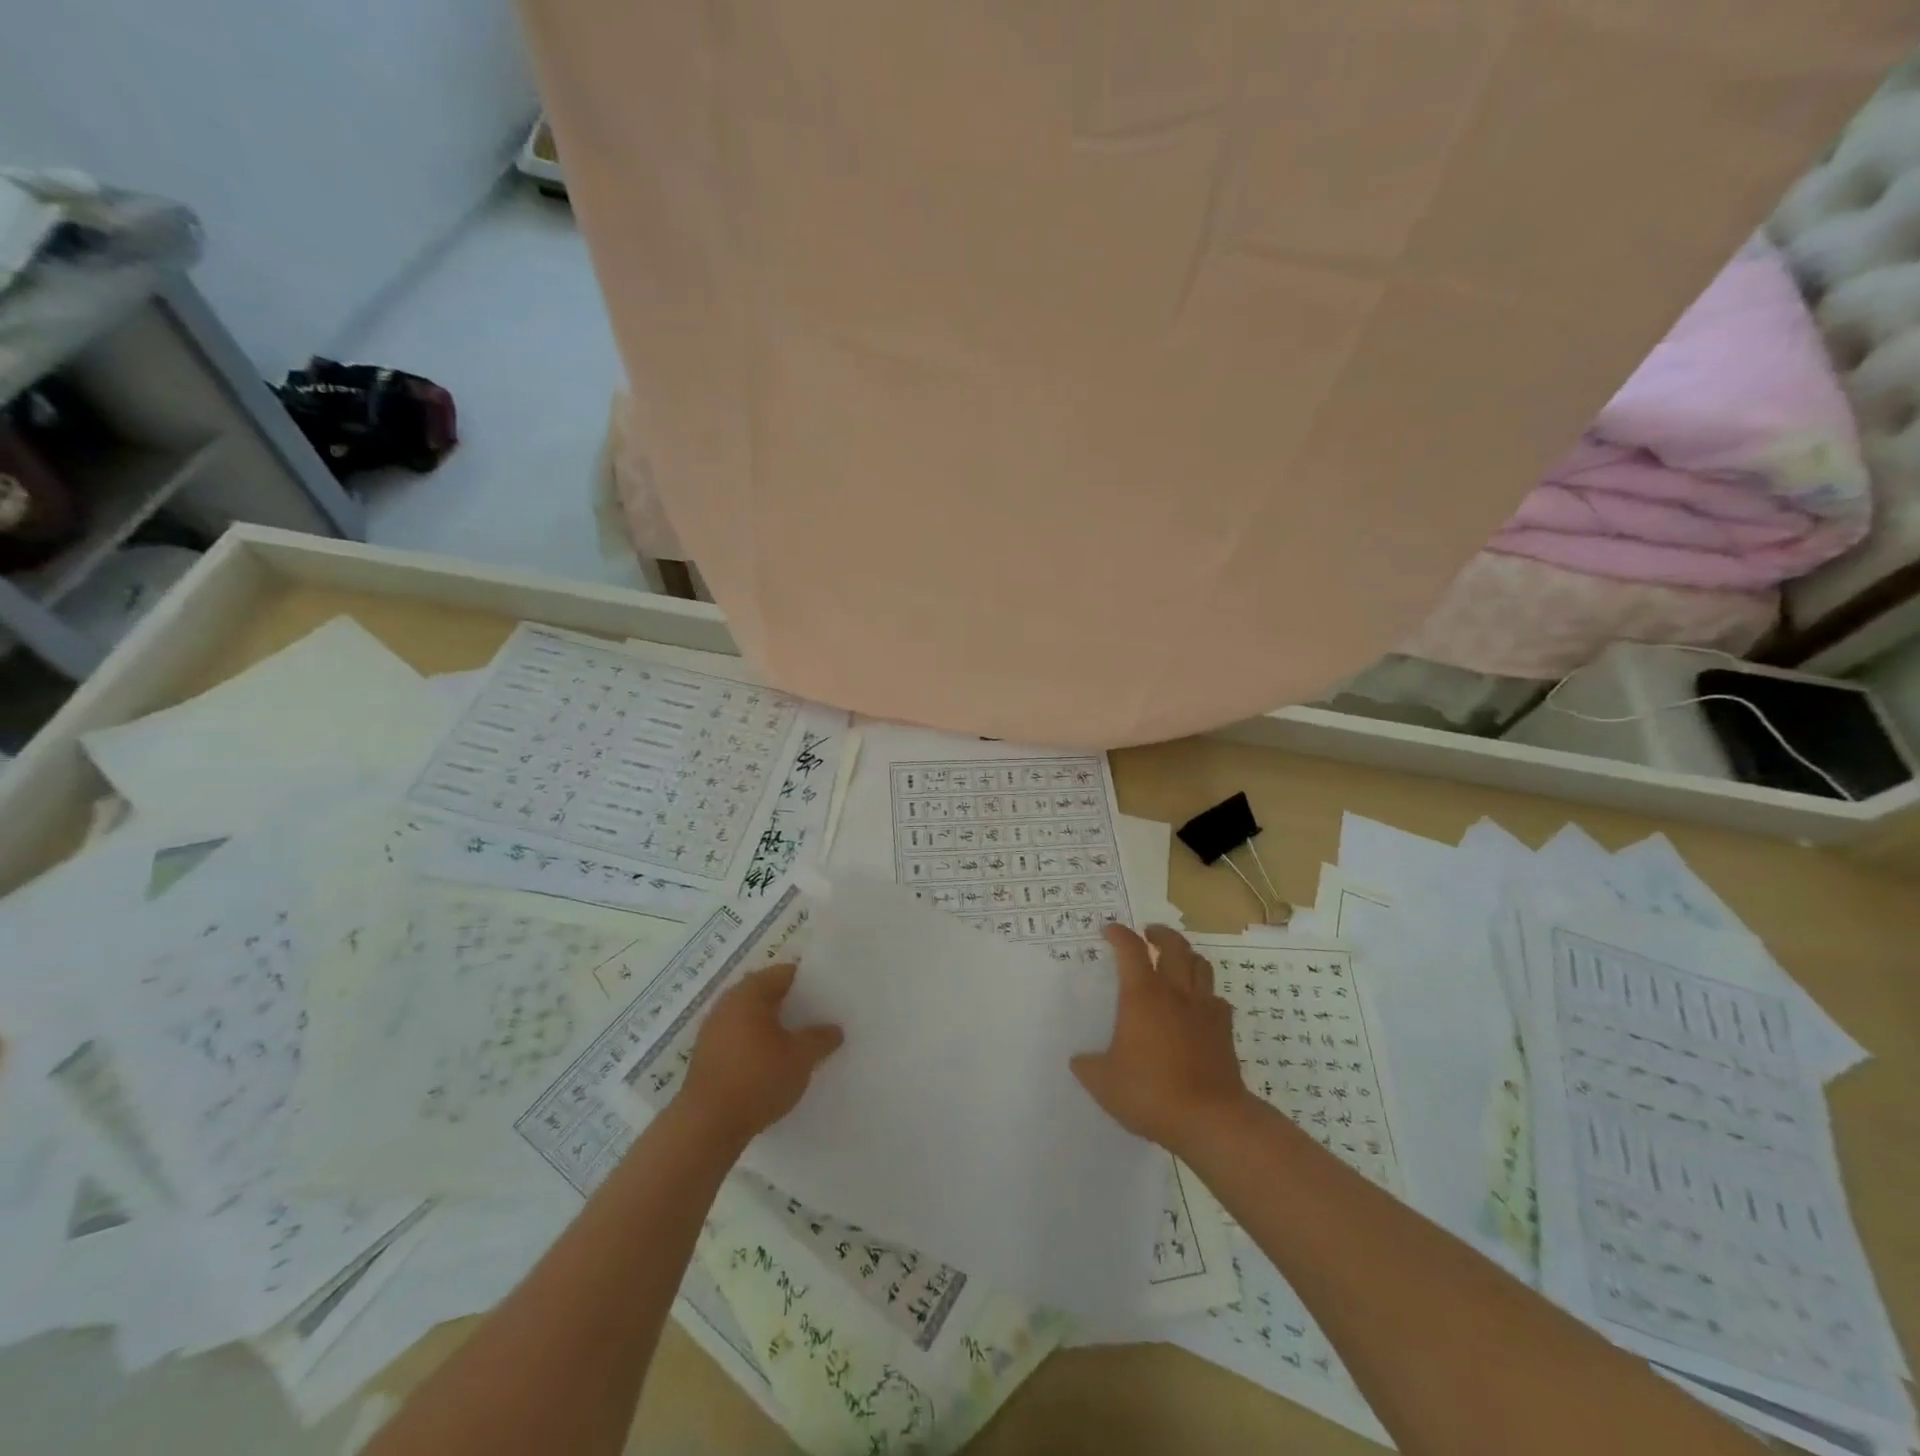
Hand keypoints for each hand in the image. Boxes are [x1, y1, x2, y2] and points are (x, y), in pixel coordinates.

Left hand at [679, 963, 843, 1146]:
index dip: (809, 982)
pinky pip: (739, 1039)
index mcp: (749, 993)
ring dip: (773, 1027)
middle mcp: (727, 1004)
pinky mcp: (707, 1057)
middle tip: (818, 1018)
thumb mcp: (800, 1057)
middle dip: (791, 1005)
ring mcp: (712, 1031)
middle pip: (766, 994)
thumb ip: (820, 1038)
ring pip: (751, 1018)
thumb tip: (834, 1029)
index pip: (784, 973)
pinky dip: (757, 1044)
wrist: (706, 1127)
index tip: (828, 995)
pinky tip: (774, 1063)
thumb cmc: (757, 1079)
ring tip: (799, 1042)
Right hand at [1071, 924, 1249, 1152]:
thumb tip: (1079, 1060)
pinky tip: (1199, 1005)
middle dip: (1159, 934)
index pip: (1130, 949)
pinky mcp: (1224, 1029)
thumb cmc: (1150, 1092)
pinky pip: (1217, 999)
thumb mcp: (1104, 1083)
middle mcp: (1175, 992)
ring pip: (1201, 965)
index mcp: (1142, 995)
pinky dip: (1206, 994)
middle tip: (1148, 934)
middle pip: (1174, 945)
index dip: (1119, 934)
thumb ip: (1088, 1066)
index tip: (1109, 930)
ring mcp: (1204, 1009)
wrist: (1210, 1118)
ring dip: (1186, 956)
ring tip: (1176, 961)